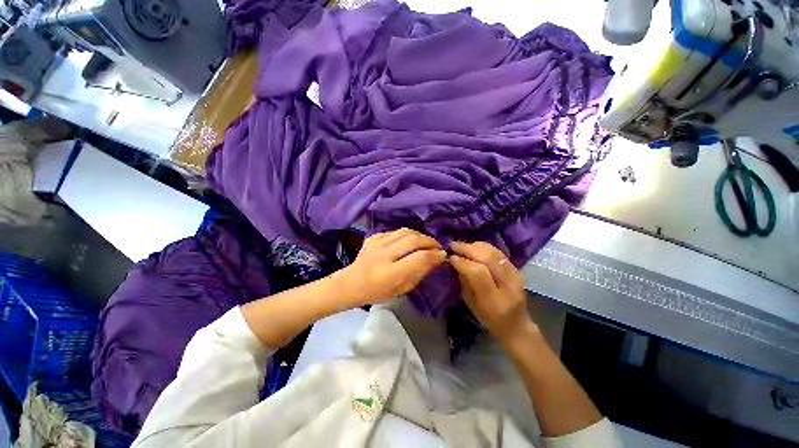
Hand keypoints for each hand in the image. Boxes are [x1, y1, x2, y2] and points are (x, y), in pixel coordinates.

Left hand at [336, 228, 445, 306]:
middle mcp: (384, 254)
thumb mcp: (400, 289)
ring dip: (420, 235)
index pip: (419, 258)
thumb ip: (418, 274)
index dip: (434, 255)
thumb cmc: (376, 292)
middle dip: (430, 241)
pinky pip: (395, 231)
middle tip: (437, 246)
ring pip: (405, 231)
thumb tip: (434, 260)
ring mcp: (377, 243)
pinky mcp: (373, 237)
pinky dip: (406, 234)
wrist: (350, 283)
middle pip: (413, 240)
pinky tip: (409, 240)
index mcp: (390, 273)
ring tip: (426, 241)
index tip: (443, 255)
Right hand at [449, 241, 534, 341]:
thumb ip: (464, 282)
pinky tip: (474, 246)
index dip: (462, 262)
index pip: (478, 273)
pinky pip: (499, 252)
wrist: (516, 324)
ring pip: (494, 253)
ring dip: (475, 246)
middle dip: (468, 249)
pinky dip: (484, 247)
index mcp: (494, 300)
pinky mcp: (517, 270)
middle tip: (454, 245)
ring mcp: (515, 276)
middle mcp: (508, 286)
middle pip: (488, 259)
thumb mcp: (471, 304)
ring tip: (462, 245)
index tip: (450, 257)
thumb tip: (455, 261)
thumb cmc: (489, 318)